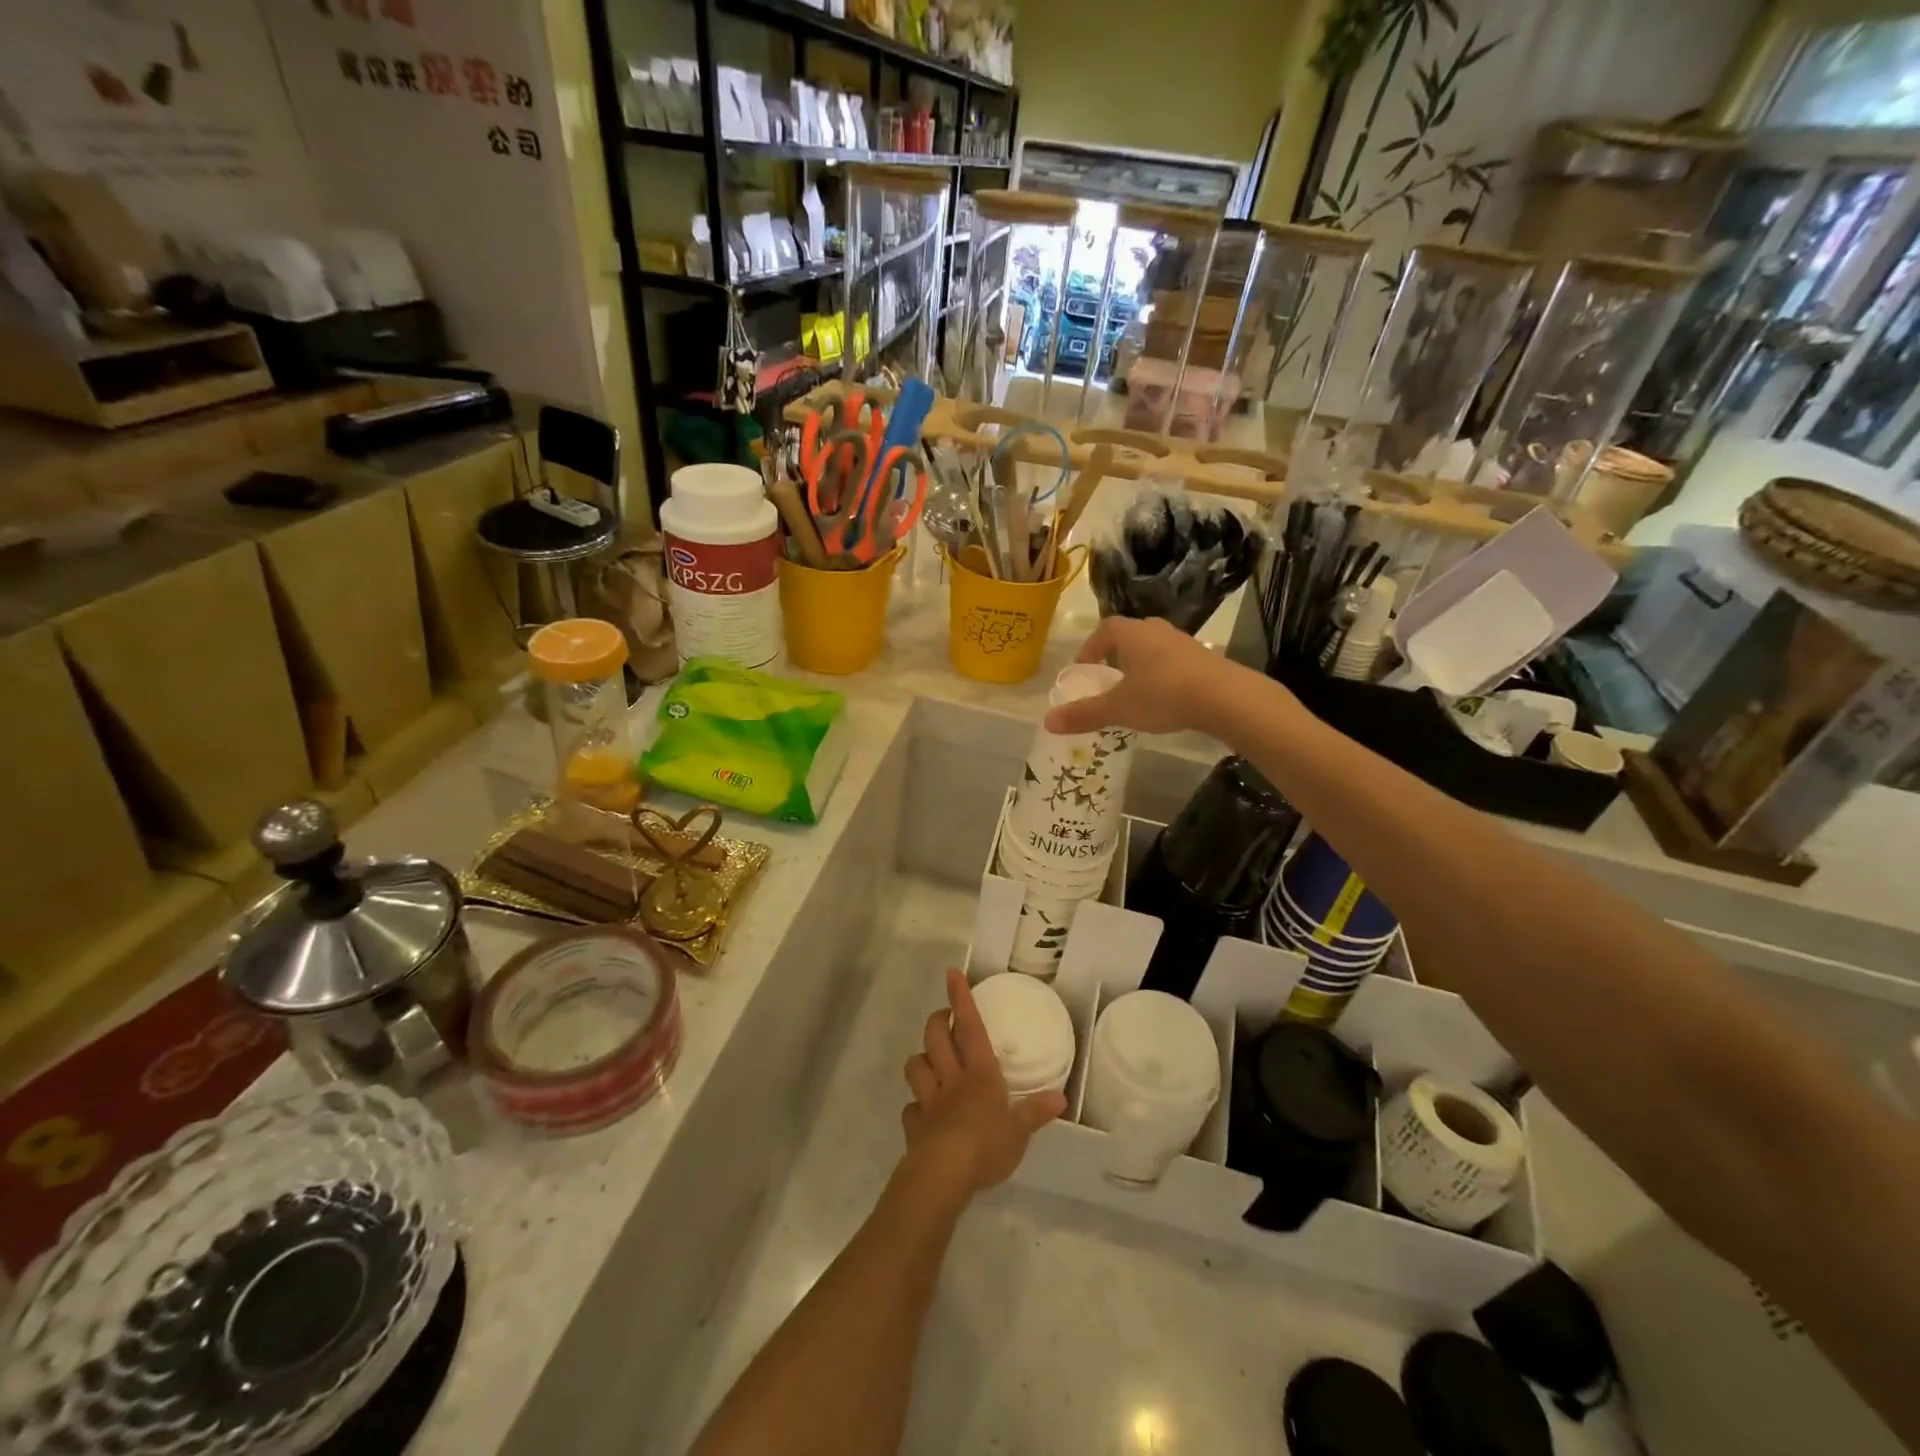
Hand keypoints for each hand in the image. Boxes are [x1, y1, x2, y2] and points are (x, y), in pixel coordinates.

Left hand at [901, 969, 1064, 1202]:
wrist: (945, 1173)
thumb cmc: (987, 1144)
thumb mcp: (1020, 1130)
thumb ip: (1036, 1111)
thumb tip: (1060, 1098)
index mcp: (979, 1073)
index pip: (970, 1026)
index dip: (961, 998)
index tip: (951, 974)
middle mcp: (951, 1078)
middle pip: (935, 1037)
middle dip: (938, 1022)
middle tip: (945, 1020)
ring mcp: (929, 1100)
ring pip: (915, 1066)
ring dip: (921, 1060)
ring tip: (930, 1061)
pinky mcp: (915, 1126)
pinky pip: (910, 1109)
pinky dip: (915, 1107)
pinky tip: (923, 1113)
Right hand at [1043, 617, 1251, 737]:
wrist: (1224, 697)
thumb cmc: (1163, 695)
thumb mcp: (1118, 708)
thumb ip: (1084, 714)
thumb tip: (1048, 721)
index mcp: (1131, 633)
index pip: (1103, 631)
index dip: (1090, 649)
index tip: (1084, 671)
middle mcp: (1155, 629)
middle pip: (1128, 637)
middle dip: (1114, 658)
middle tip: (1107, 682)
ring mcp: (1182, 641)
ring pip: (1152, 649)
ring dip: (1139, 666)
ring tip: (1134, 693)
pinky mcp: (1203, 657)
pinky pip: (1172, 662)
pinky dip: (1162, 675)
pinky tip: (1164, 699)